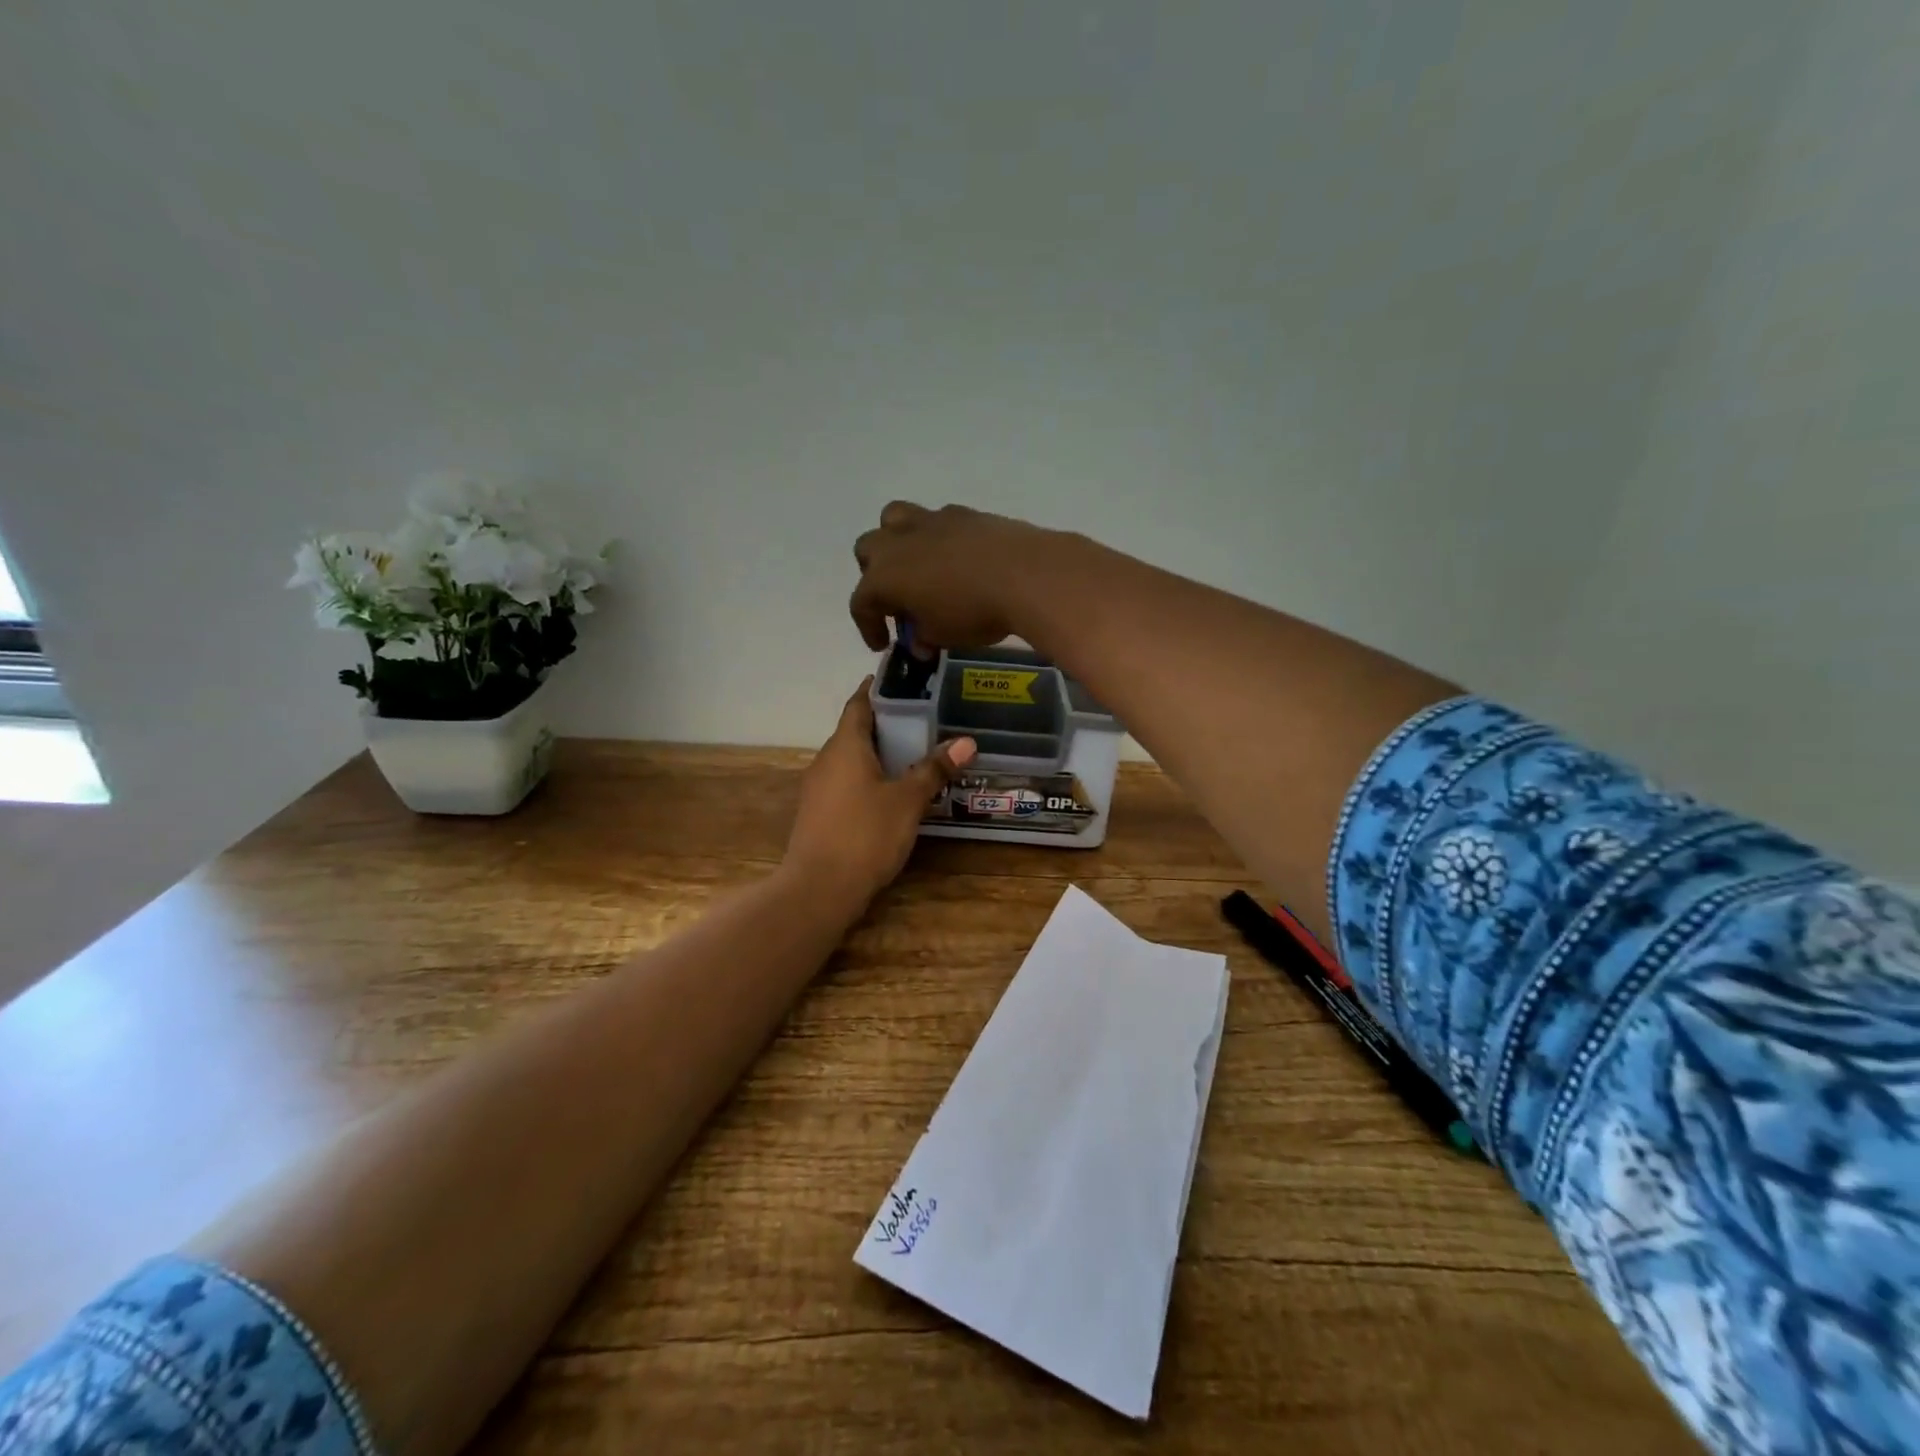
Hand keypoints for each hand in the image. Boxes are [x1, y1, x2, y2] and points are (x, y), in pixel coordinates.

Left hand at [784, 679, 977, 910]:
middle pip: (856, 731)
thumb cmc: (865, 835)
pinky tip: (892, 792)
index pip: (859, 703)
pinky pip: (846, 783)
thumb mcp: (907, 801)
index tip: (902, 680)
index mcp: (845, 746)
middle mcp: (826, 760)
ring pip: (851, 759)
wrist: (819, 890)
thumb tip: (966, 742)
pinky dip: (869, 778)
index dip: (878, 689)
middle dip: (886, 724)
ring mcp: (818, 788)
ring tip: (914, 754)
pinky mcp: (819, 813)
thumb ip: (934, 770)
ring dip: (878, 753)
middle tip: (924, 720)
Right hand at [850, 501, 1057, 650]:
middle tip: (898, 601)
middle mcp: (897, 542)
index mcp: (883, 576)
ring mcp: (929, 521)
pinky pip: (936, 521)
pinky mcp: (961, 513)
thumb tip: (920, 641)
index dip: (868, 627)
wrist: (1024, 574)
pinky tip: (956, 559)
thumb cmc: (973, 612)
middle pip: (868, 550)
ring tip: (917, 566)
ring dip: (896, 542)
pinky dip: (937, 539)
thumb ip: (923, 637)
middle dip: (875, 576)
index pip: (862, 603)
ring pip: (894, 519)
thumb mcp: (942, 636)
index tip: (883, 644)